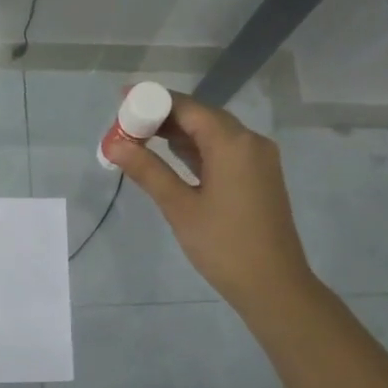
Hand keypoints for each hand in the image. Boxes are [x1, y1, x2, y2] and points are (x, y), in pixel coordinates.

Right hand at [106, 91, 316, 320]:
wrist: (274, 287)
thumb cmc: (224, 246)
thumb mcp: (180, 207)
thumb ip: (147, 170)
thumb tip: (113, 144)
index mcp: (233, 143)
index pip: (187, 107)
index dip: (153, 100)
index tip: (121, 101)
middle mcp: (250, 141)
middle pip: (201, 116)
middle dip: (162, 116)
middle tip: (125, 124)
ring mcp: (258, 159)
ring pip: (212, 132)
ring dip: (178, 133)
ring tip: (139, 138)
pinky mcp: (259, 176)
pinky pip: (223, 149)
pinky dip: (197, 148)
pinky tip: (171, 155)